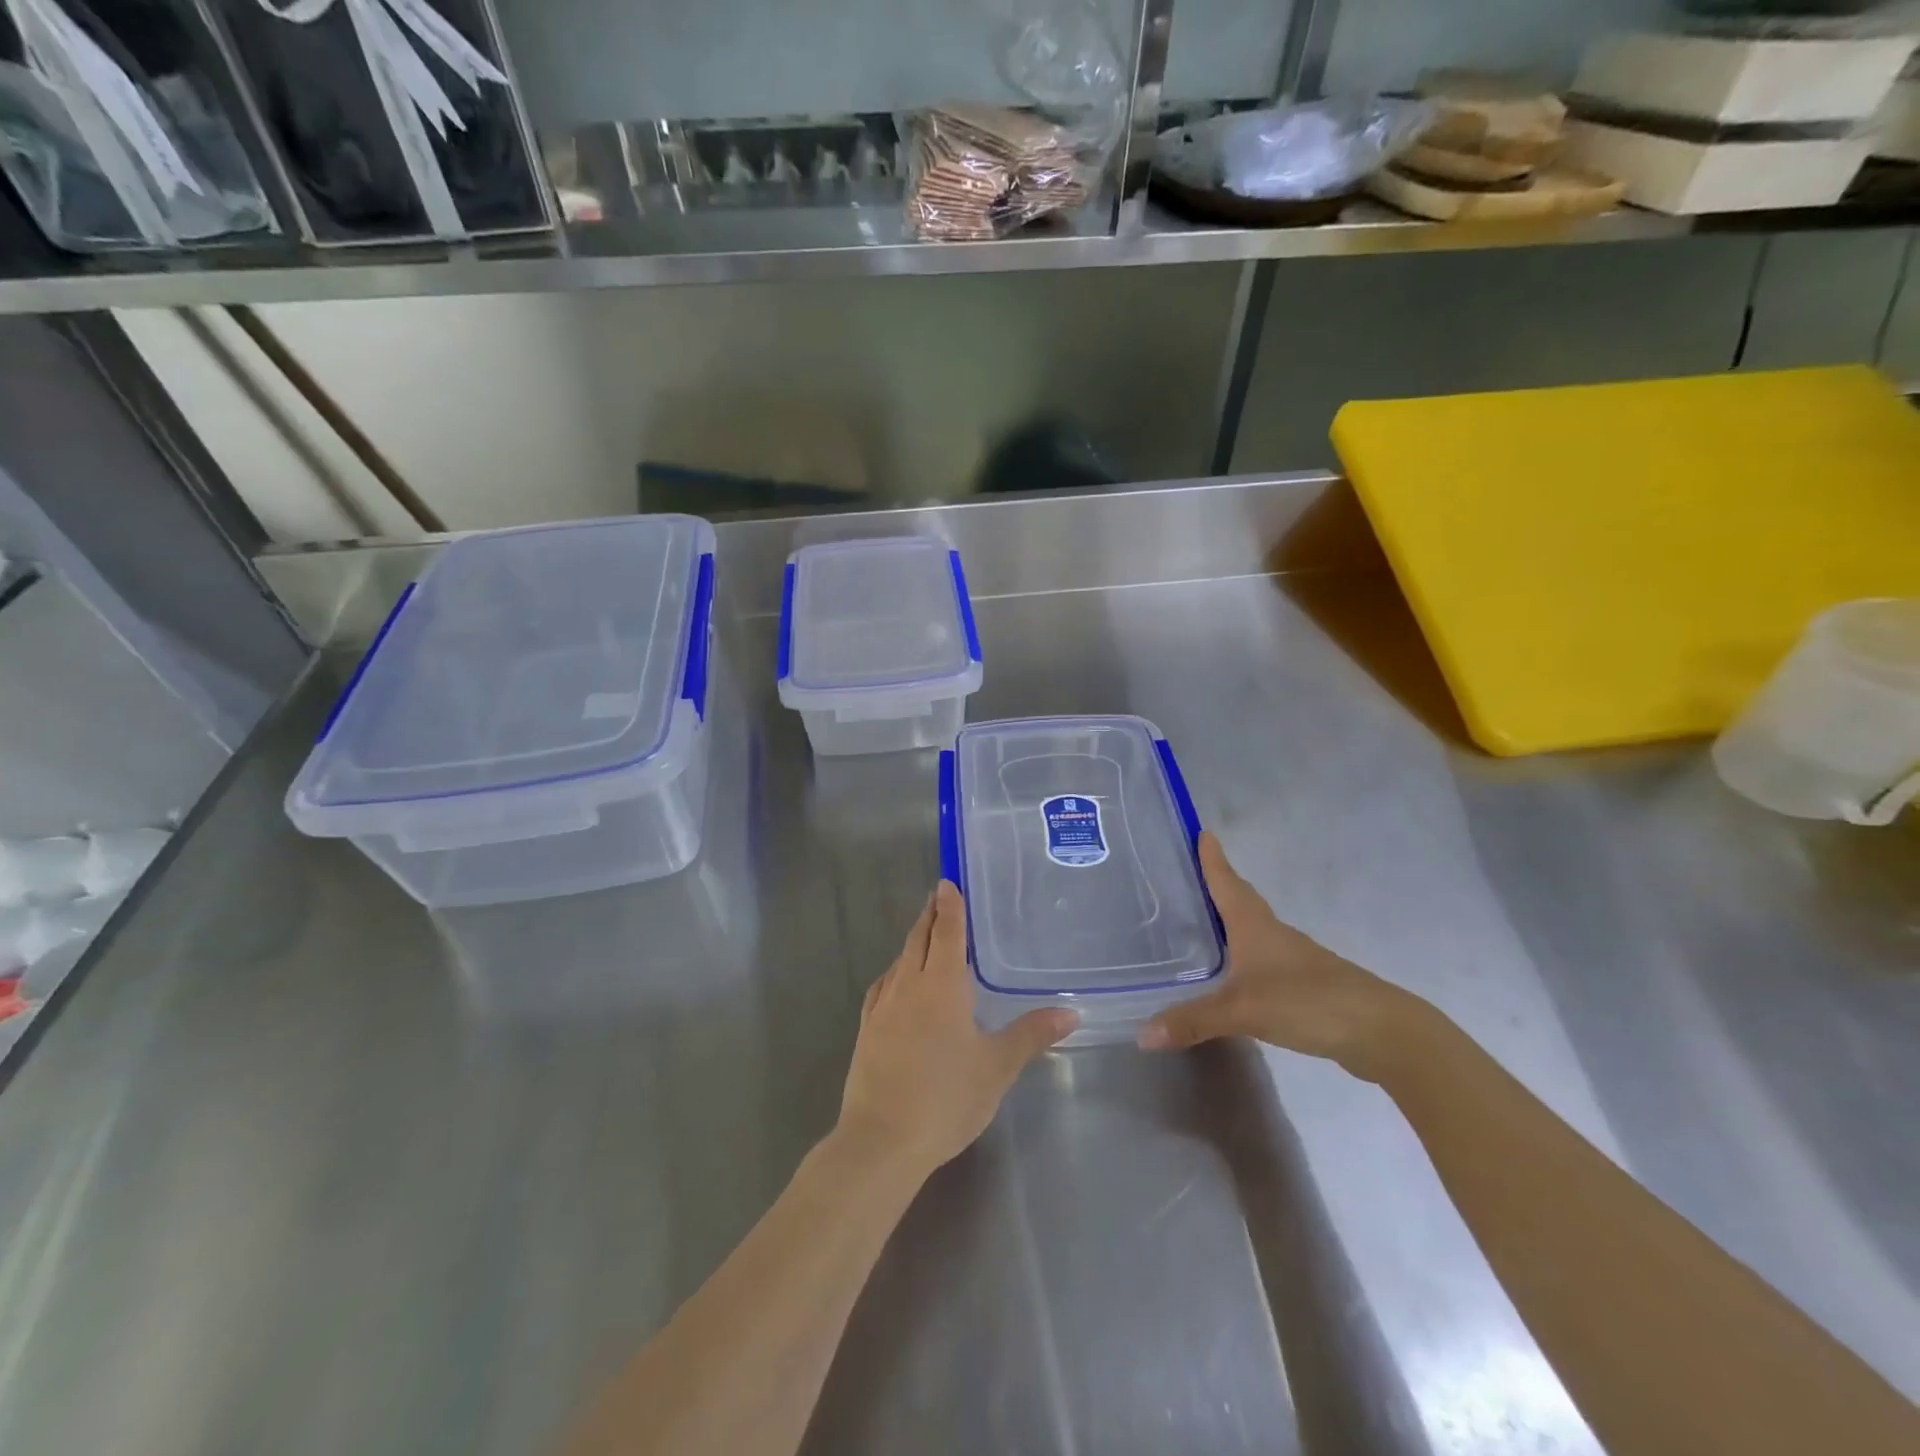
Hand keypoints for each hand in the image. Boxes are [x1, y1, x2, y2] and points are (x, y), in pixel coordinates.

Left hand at [837, 882, 1077, 1177]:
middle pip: (919, 939)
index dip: (949, 907)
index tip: (947, 883)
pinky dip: (895, 972)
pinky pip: (882, 986)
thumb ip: (1031, 1035)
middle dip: (930, 916)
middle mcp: (909, 985)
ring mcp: (882, 1007)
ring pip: (899, 960)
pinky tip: (897, 982)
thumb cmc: (946, 1097)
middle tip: (938, 897)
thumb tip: (1070, 1011)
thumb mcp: (997, 1067)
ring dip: (913, 941)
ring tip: (925, 935)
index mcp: (942, 986)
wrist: (881, 1139)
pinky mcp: (866, 1029)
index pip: (948, 933)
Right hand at [1137, 833, 1419, 1080]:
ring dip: (1230, 924)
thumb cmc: (1306, 1000)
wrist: (1380, 1031)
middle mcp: (1273, 934)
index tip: (1202, 832)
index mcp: (1255, 925)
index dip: (1213, 859)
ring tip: (1200, 925)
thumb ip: (1192, 1020)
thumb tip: (1142, 1033)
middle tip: (1189, 876)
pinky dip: (1243, 959)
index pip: (1227, 882)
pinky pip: (1262, 961)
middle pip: (1240, 901)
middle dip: (1217, 887)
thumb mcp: (1241, 1010)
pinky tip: (1231, 976)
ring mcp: (1292, 959)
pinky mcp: (1304, 986)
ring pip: (1253, 932)